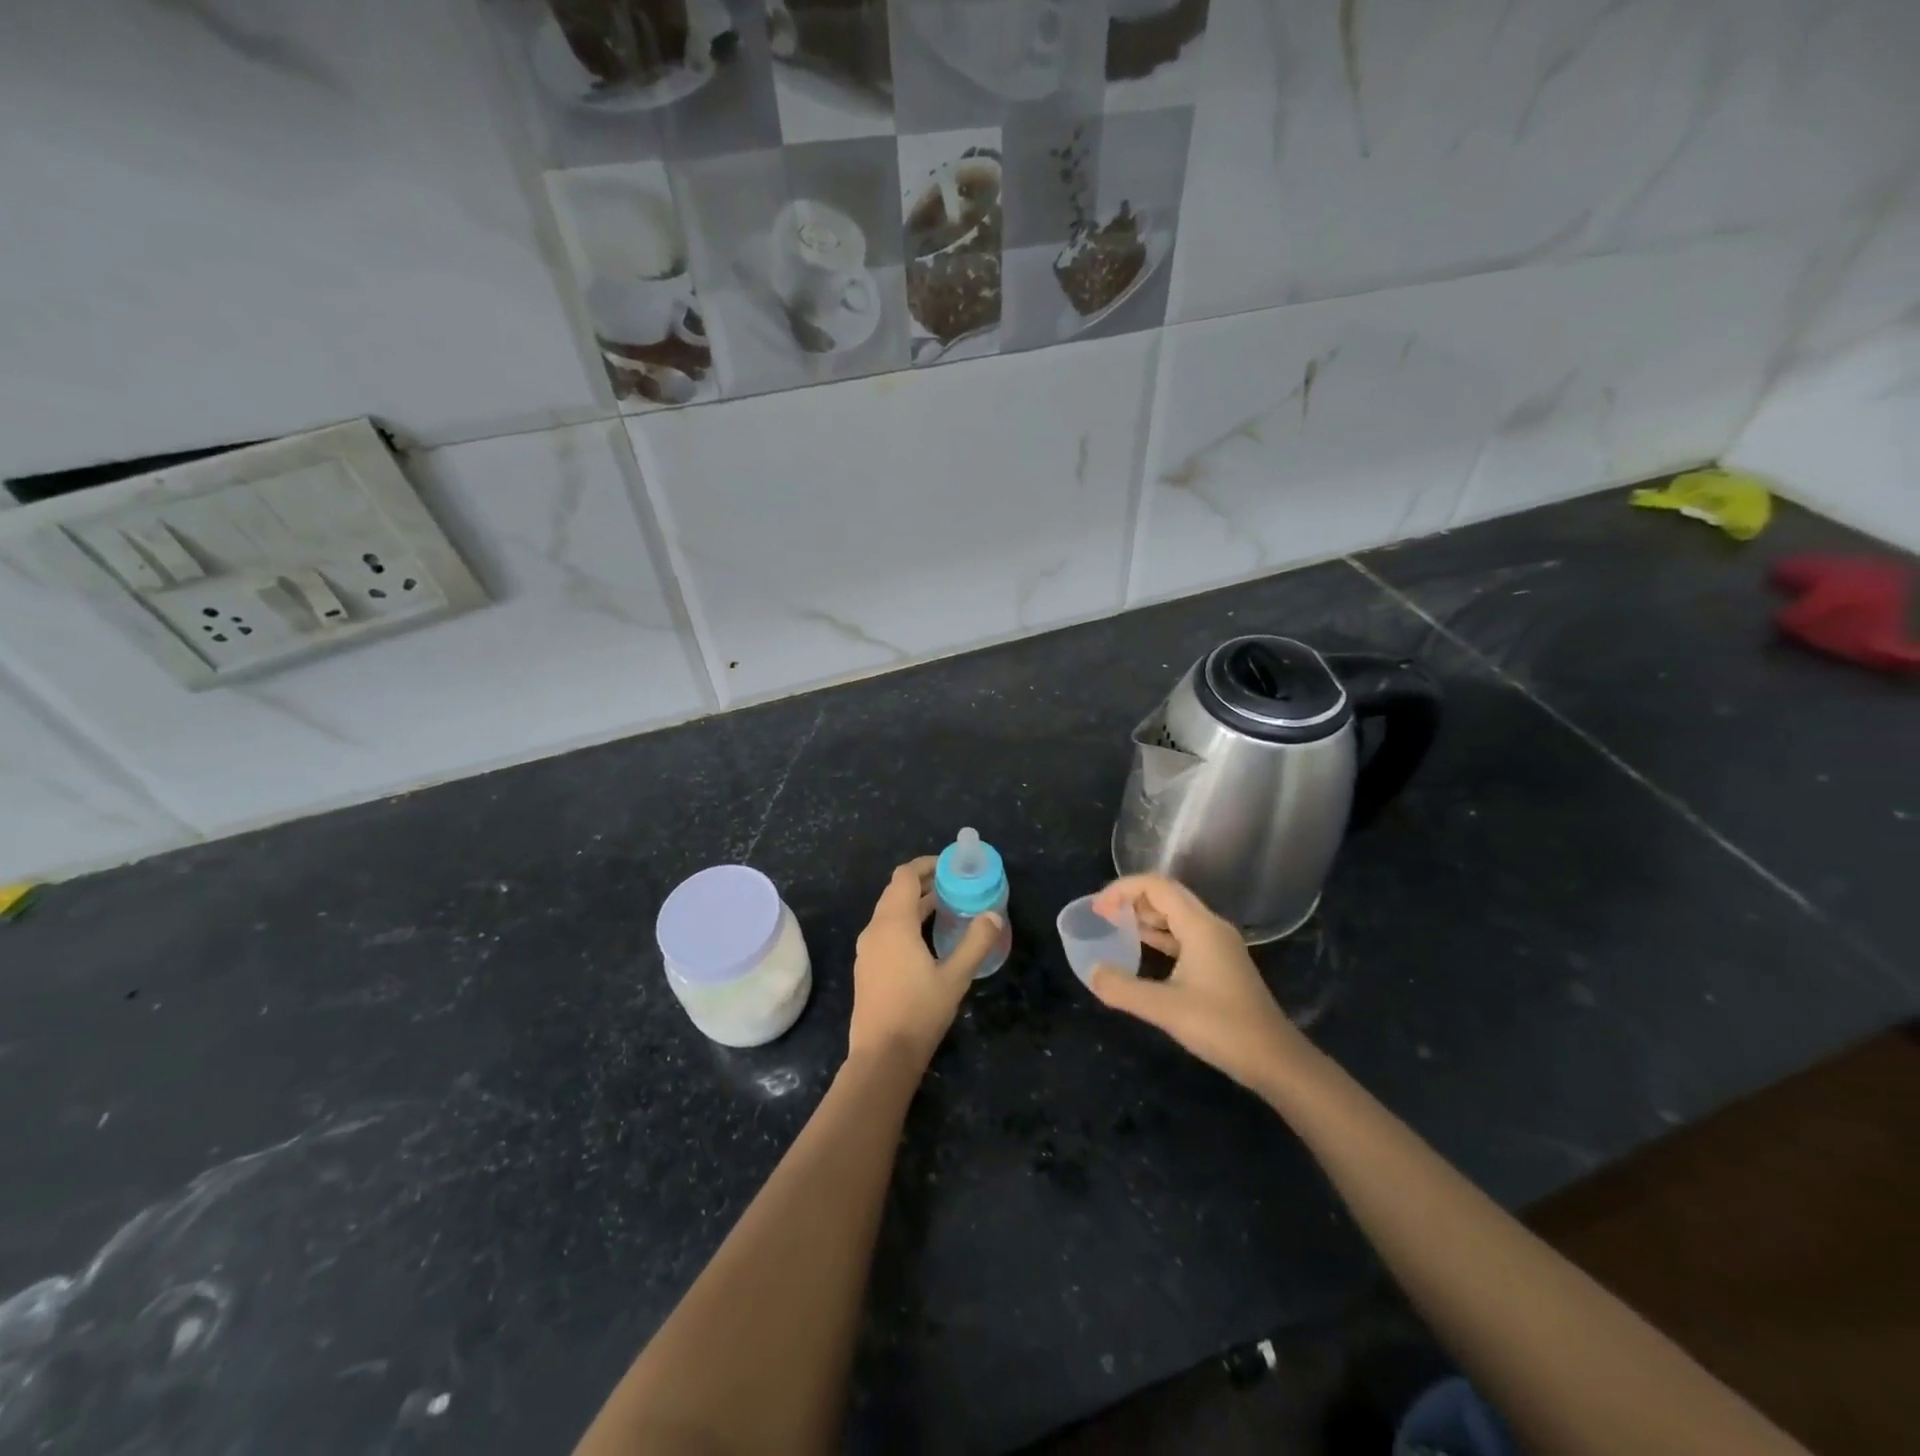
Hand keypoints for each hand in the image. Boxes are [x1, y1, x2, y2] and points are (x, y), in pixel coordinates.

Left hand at [848, 857, 1002, 1068]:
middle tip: (954, 884)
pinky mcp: (866, 967)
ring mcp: (867, 950)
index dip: (926, 865)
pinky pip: (885, 930)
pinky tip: (925, 939)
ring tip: (945, 907)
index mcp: (893, 924)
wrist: (882, 1056)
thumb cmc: (919, 1012)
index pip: (905, 876)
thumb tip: (994, 915)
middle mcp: (875, 930)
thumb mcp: (955, 977)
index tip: (950, 866)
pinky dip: (905, 922)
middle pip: (896, 891)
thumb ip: (976, 942)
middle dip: (923, 882)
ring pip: (889, 912)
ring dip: (914, 903)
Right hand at [1088, 874, 1315, 1096]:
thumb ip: (1123, 988)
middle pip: (1167, 894)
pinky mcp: (1220, 963)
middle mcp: (1210, 926)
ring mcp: (1218, 944)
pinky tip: (1142, 949)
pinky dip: (1159, 934)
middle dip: (1132, 898)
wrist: (1275, 1060)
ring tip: (1115, 927)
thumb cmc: (1222, 1027)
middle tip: (1102, 915)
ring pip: (1176, 914)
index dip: (1122, 890)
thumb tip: (1092, 972)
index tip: (1098, 909)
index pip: (1156, 886)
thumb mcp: (1165, 1008)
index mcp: (1200, 926)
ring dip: (1145, 915)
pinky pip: (1184, 934)